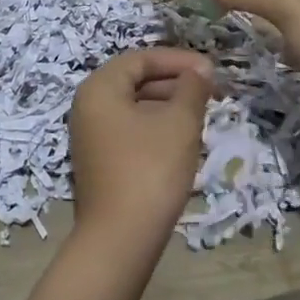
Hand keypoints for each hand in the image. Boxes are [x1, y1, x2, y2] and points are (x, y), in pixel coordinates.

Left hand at [68, 48, 212, 270]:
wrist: (120, 241)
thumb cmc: (150, 170)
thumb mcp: (179, 124)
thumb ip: (192, 89)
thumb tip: (200, 69)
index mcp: (100, 88)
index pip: (141, 59)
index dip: (178, 60)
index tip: (210, 70)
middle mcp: (88, 105)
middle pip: (136, 81)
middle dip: (175, 83)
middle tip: (210, 91)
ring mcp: (91, 135)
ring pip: (135, 107)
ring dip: (168, 106)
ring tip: (202, 115)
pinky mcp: (100, 161)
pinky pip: (131, 130)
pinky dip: (157, 127)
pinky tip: (183, 141)